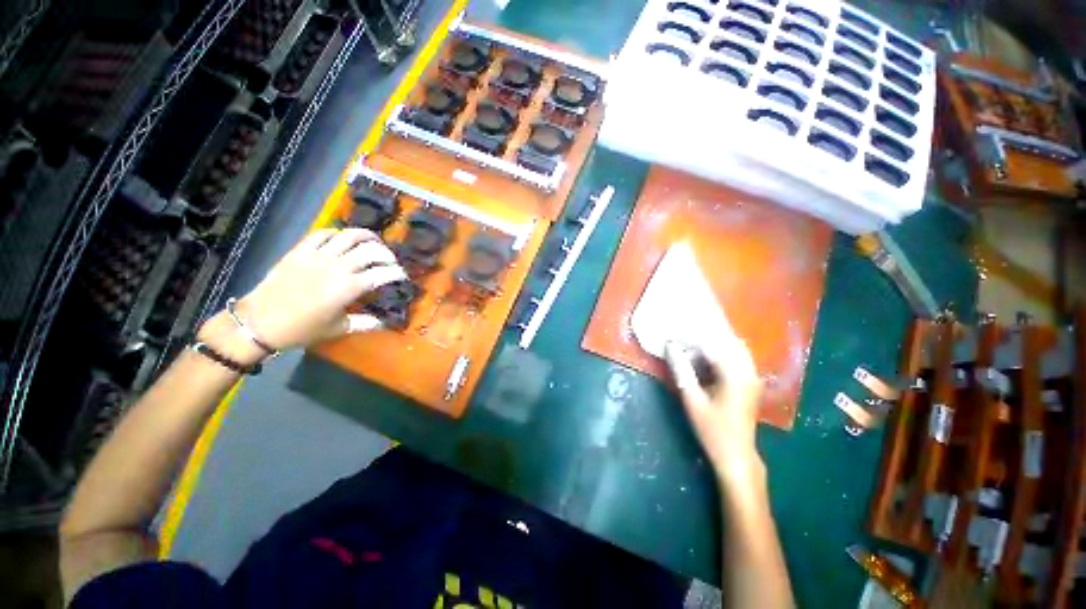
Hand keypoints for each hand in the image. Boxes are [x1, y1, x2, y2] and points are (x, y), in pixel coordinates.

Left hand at [229, 228, 405, 351]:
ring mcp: (317, 256)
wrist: (259, 323)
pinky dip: (337, 233)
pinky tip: (343, 238)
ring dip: (367, 237)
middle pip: (371, 251)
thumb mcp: (338, 329)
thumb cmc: (302, 330)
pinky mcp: (300, 251)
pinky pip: (322, 234)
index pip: (383, 274)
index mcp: (349, 288)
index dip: (397, 273)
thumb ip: (365, 323)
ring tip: (374, 242)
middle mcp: (337, 267)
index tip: (402, 276)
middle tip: (390, 261)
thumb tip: (384, 322)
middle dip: (387, 254)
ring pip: (349, 236)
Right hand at [665, 337, 763, 484]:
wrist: (736, 455)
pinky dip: (721, 352)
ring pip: (735, 348)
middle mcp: (748, 372)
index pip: (715, 344)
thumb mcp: (692, 399)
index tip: (678, 329)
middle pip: (730, 341)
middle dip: (708, 333)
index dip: (695, 334)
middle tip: (685, 330)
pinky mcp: (750, 383)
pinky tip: (705, 356)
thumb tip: (670, 346)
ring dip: (715, 342)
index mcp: (735, 375)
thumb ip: (681, 370)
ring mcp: (752, 377)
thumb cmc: (712, 429)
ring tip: (692, 340)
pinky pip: (737, 358)